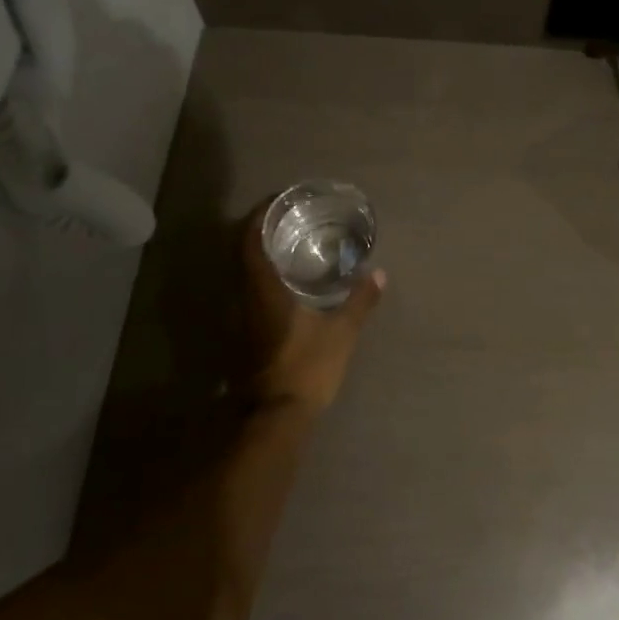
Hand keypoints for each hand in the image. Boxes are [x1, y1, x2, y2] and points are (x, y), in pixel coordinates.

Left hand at [240, 200, 384, 414]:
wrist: (274, 417)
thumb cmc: (305, 368)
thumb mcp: (341, 333)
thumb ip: (360, 301)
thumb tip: (379, 273)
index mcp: (262, 289)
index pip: (250, 240)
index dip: (259, 216)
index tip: (277, 202)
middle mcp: (243, 297)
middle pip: (241, 253)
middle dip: (260, 231)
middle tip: (287, 219)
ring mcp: (239, 318)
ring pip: (242, 273)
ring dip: (259, 254)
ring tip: (288, 245)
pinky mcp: (243, 334)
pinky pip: (247, 291)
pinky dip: (261, 276)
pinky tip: (285, 281)